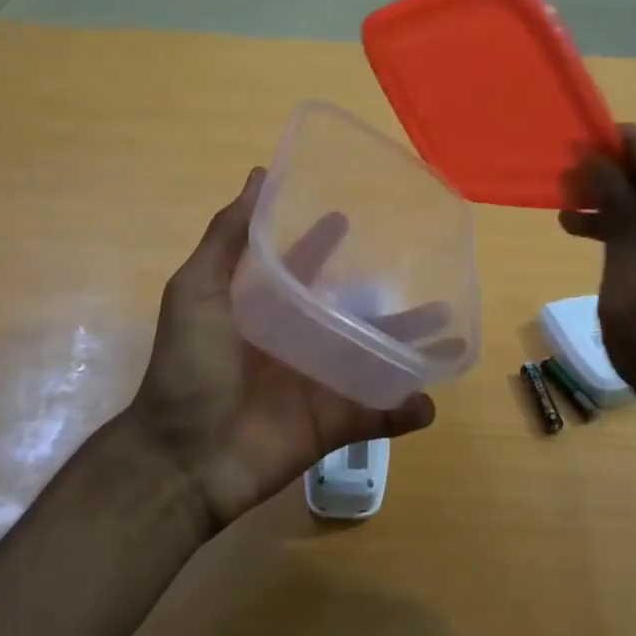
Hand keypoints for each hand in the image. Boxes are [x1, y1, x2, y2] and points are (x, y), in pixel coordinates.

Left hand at [129, 168, 437, 530]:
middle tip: (429, 272)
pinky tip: (429, 400)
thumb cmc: (188, 368)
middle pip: (351, 311)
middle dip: (387, 295)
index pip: (302, 265)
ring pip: (376, 359)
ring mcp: (320, 383)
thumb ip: (227, 238)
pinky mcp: (334, 423)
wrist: (184, 458)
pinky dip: (406, 410)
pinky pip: (379, 415)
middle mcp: (298, 340)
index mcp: (266, 308)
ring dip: (412, 348)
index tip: (352, 214)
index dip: (323, 241)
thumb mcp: (196, 291)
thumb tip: (258, 176)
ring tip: (451, 335)